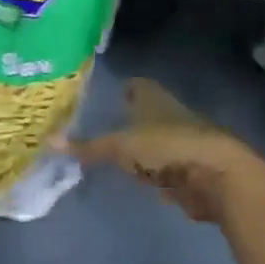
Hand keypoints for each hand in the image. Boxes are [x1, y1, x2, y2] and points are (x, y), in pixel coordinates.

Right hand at [70, 78, 264, 222]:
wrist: (217, 175)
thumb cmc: (168, 146)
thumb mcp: (122, 146)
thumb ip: (88, 146)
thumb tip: (48, 141)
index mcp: (154, 98)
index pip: (135, 85)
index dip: (120, 89)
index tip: (101, 97)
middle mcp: (168, 114)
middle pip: (145, 113)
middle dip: (126, 119)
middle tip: (97, 128)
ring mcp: (181, 142)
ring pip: (154, 140)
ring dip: (139, 148)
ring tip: (111, 155)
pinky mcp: (189, 169)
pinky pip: (163, 167)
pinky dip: (151, 171)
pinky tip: (137, 179)